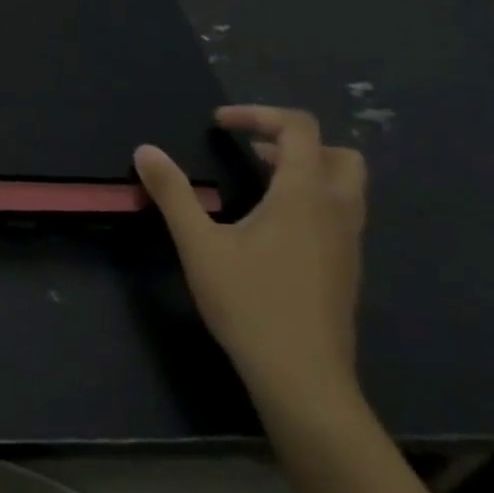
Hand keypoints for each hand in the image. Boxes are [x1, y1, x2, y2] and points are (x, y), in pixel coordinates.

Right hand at [134, 106, 367, 407]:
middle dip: (295, 142)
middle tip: (252, 152)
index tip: (220, 123)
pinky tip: (271, 228)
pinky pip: (339, 215)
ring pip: (344, 187)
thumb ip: (172, 193)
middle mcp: (336, 212)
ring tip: (259, 184)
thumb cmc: (250, 303)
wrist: (303, 378)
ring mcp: (348, 244)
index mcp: (305, 195)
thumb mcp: (199, 244)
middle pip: (337, 154)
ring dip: (306, 172)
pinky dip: (311, 201)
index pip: (299, 128)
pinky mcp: (346, 270)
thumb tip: (145, 150)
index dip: (258, 114)